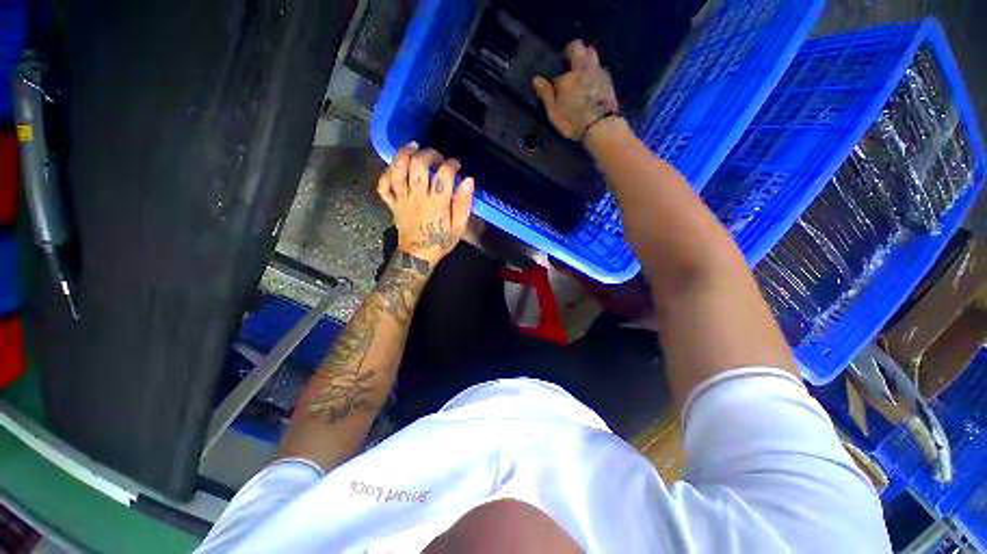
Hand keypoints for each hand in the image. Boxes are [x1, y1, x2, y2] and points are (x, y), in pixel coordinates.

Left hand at [376, 142, 474, 263]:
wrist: (417, 256)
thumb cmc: (440, 241)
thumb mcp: (458, 227)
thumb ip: (464, 204)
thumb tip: (468, 181)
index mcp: (437, 204)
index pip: (444, 175)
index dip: (451, 165)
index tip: (456, 165)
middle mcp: (418, 197)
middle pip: (418, 166)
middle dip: (429, 154)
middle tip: (436, 157)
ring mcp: (402, 199)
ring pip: (398, 170)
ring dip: (405, 154)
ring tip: (413, 148)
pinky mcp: (392, 203)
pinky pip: (383, 185)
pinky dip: (387, 173)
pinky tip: (396, 168)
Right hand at [533, 40, 619, 140]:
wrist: (601, 126)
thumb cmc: (574, 121)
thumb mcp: (555, 112)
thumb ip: (546, 94)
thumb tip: (536, 78)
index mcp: (567, 77)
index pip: (559, 69)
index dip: (556, 75)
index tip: (555, 83)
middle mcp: (583, 68)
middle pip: (579, 47)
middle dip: (574, 52)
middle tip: (570, 67)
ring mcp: (598, 72)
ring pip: (592, 55)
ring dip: (586, 61)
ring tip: (582, 78)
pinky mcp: (609, 81)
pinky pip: (600, 70)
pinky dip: (595, 74)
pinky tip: (593, 87)